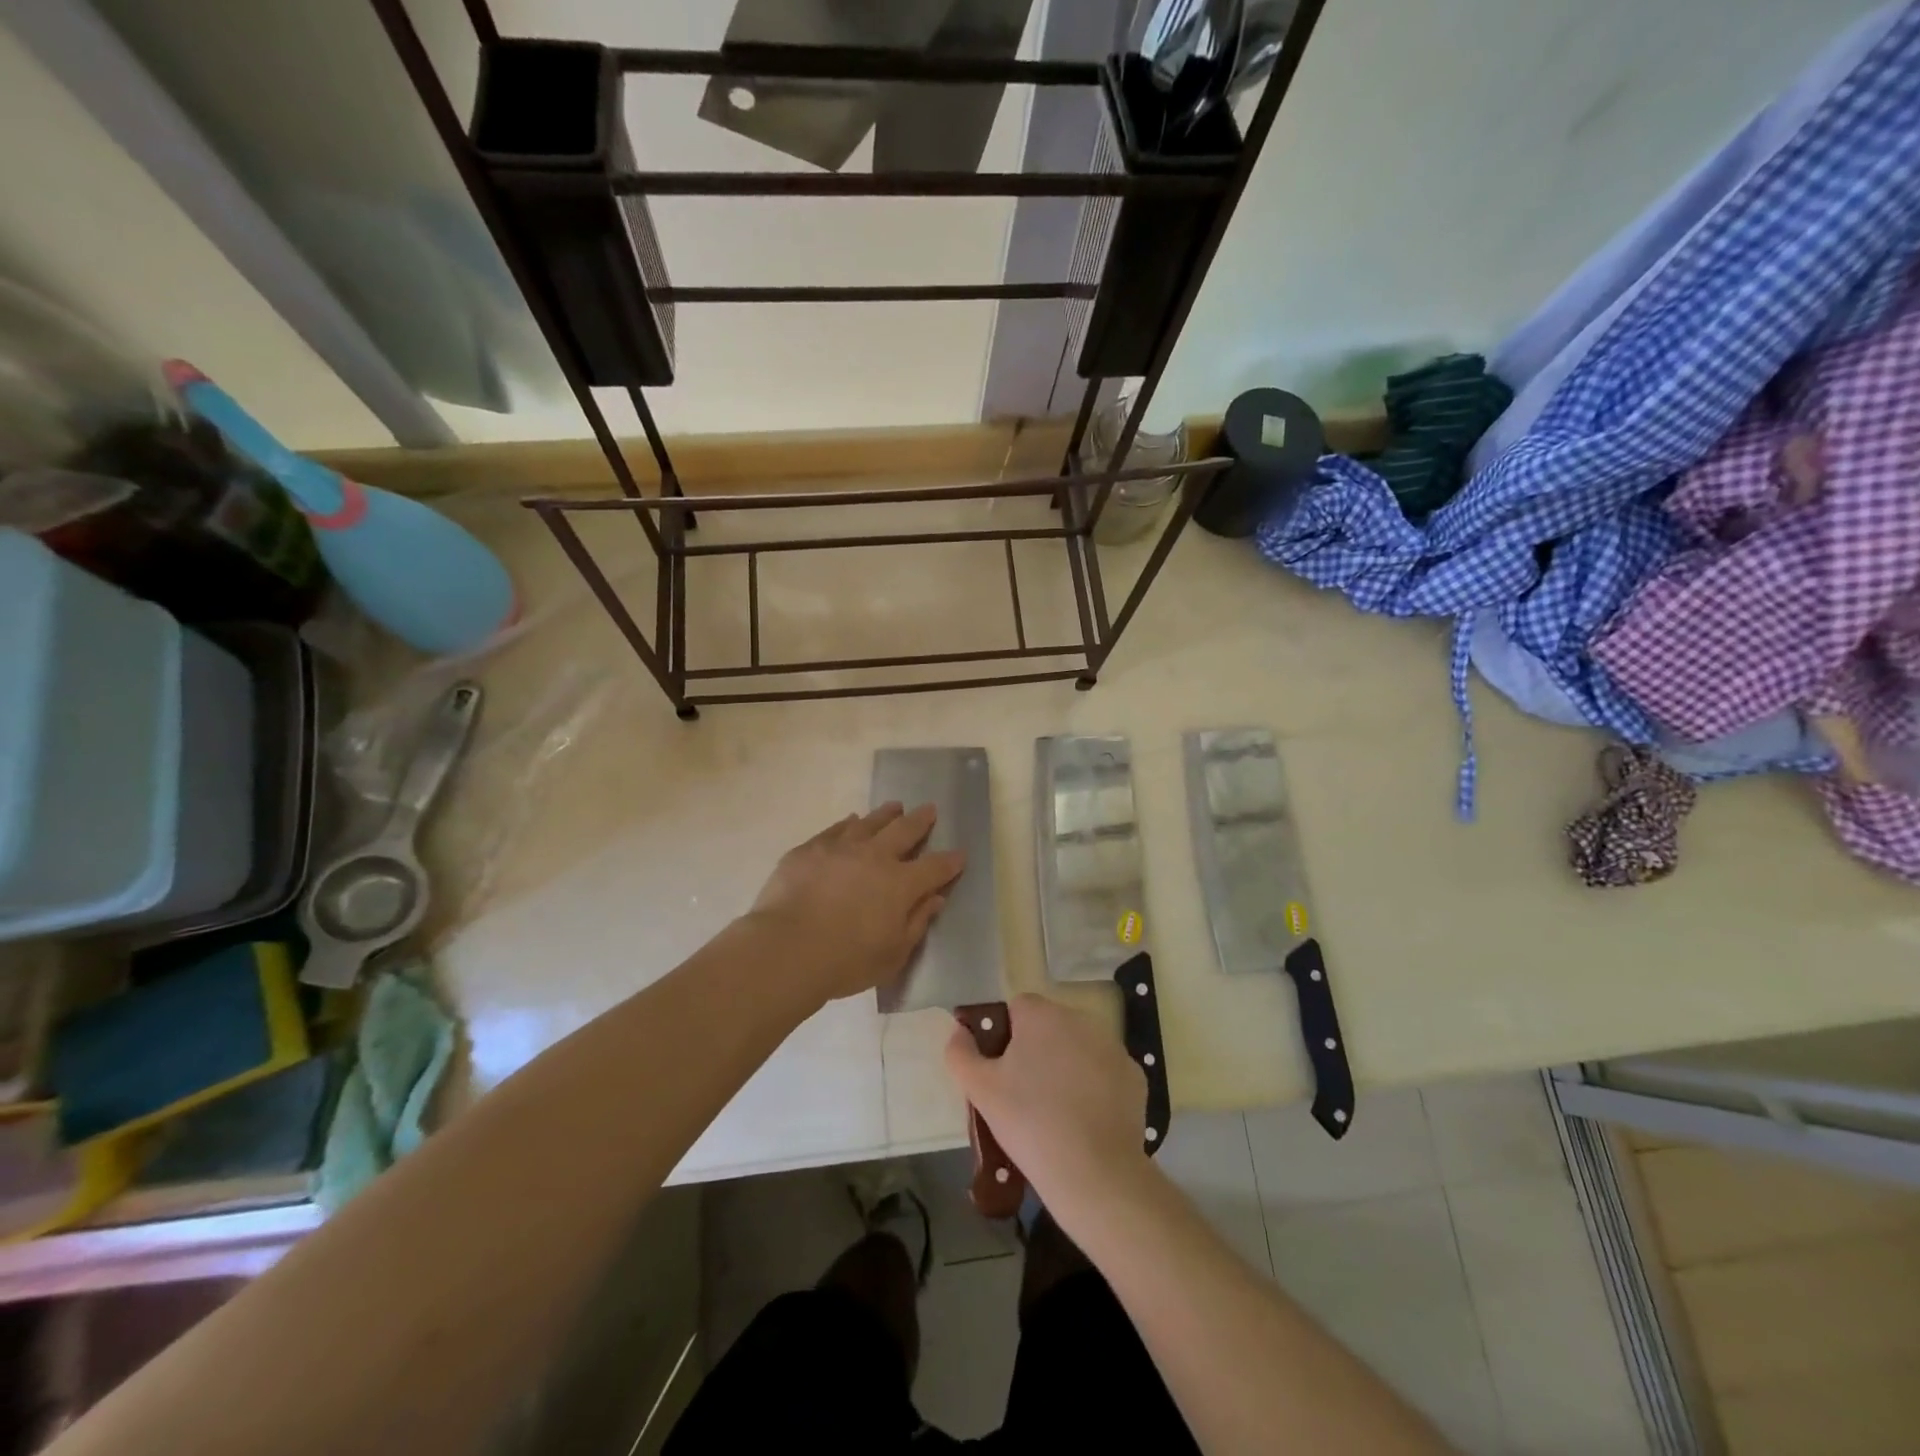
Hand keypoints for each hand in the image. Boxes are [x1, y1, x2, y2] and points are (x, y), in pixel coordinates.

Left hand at [747, 803, 964, 1005]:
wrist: (786, 949)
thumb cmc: (846, 961)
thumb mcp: (893, 955)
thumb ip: (916, 923)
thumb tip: (935, 898)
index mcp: (900, 884)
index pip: (934, 868)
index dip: (950, 861)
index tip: (960, 854)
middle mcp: (875, 857)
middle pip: (904, 831)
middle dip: (920, 820)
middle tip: (929, 809)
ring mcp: (840, 848)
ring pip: (870, 823)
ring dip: (886, 814)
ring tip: (895, 806)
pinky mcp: (809, 850)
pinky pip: (835, 830)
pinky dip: (848, 824)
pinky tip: (851, 821)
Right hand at [945, 994, 1153, 1229]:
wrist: (1094, 1172)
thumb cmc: (1029, 1122)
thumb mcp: (980, 1090)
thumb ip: (961, 1053)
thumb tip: (958, 1031)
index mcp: (1041, 1015)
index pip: (1017, 1008)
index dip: (1005, 1036)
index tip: (1001, 1071)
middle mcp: (1080, 1019)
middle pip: (1049, 1026)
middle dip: (1036, 1050)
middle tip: (1024, 1094)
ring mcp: (1112, 1046)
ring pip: (1078, 1047)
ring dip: (1065, 1066)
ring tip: (1055, 1111)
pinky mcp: (1134, 1075)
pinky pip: (1104, 1072)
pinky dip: (1094, 1087)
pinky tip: (1084, 1119)